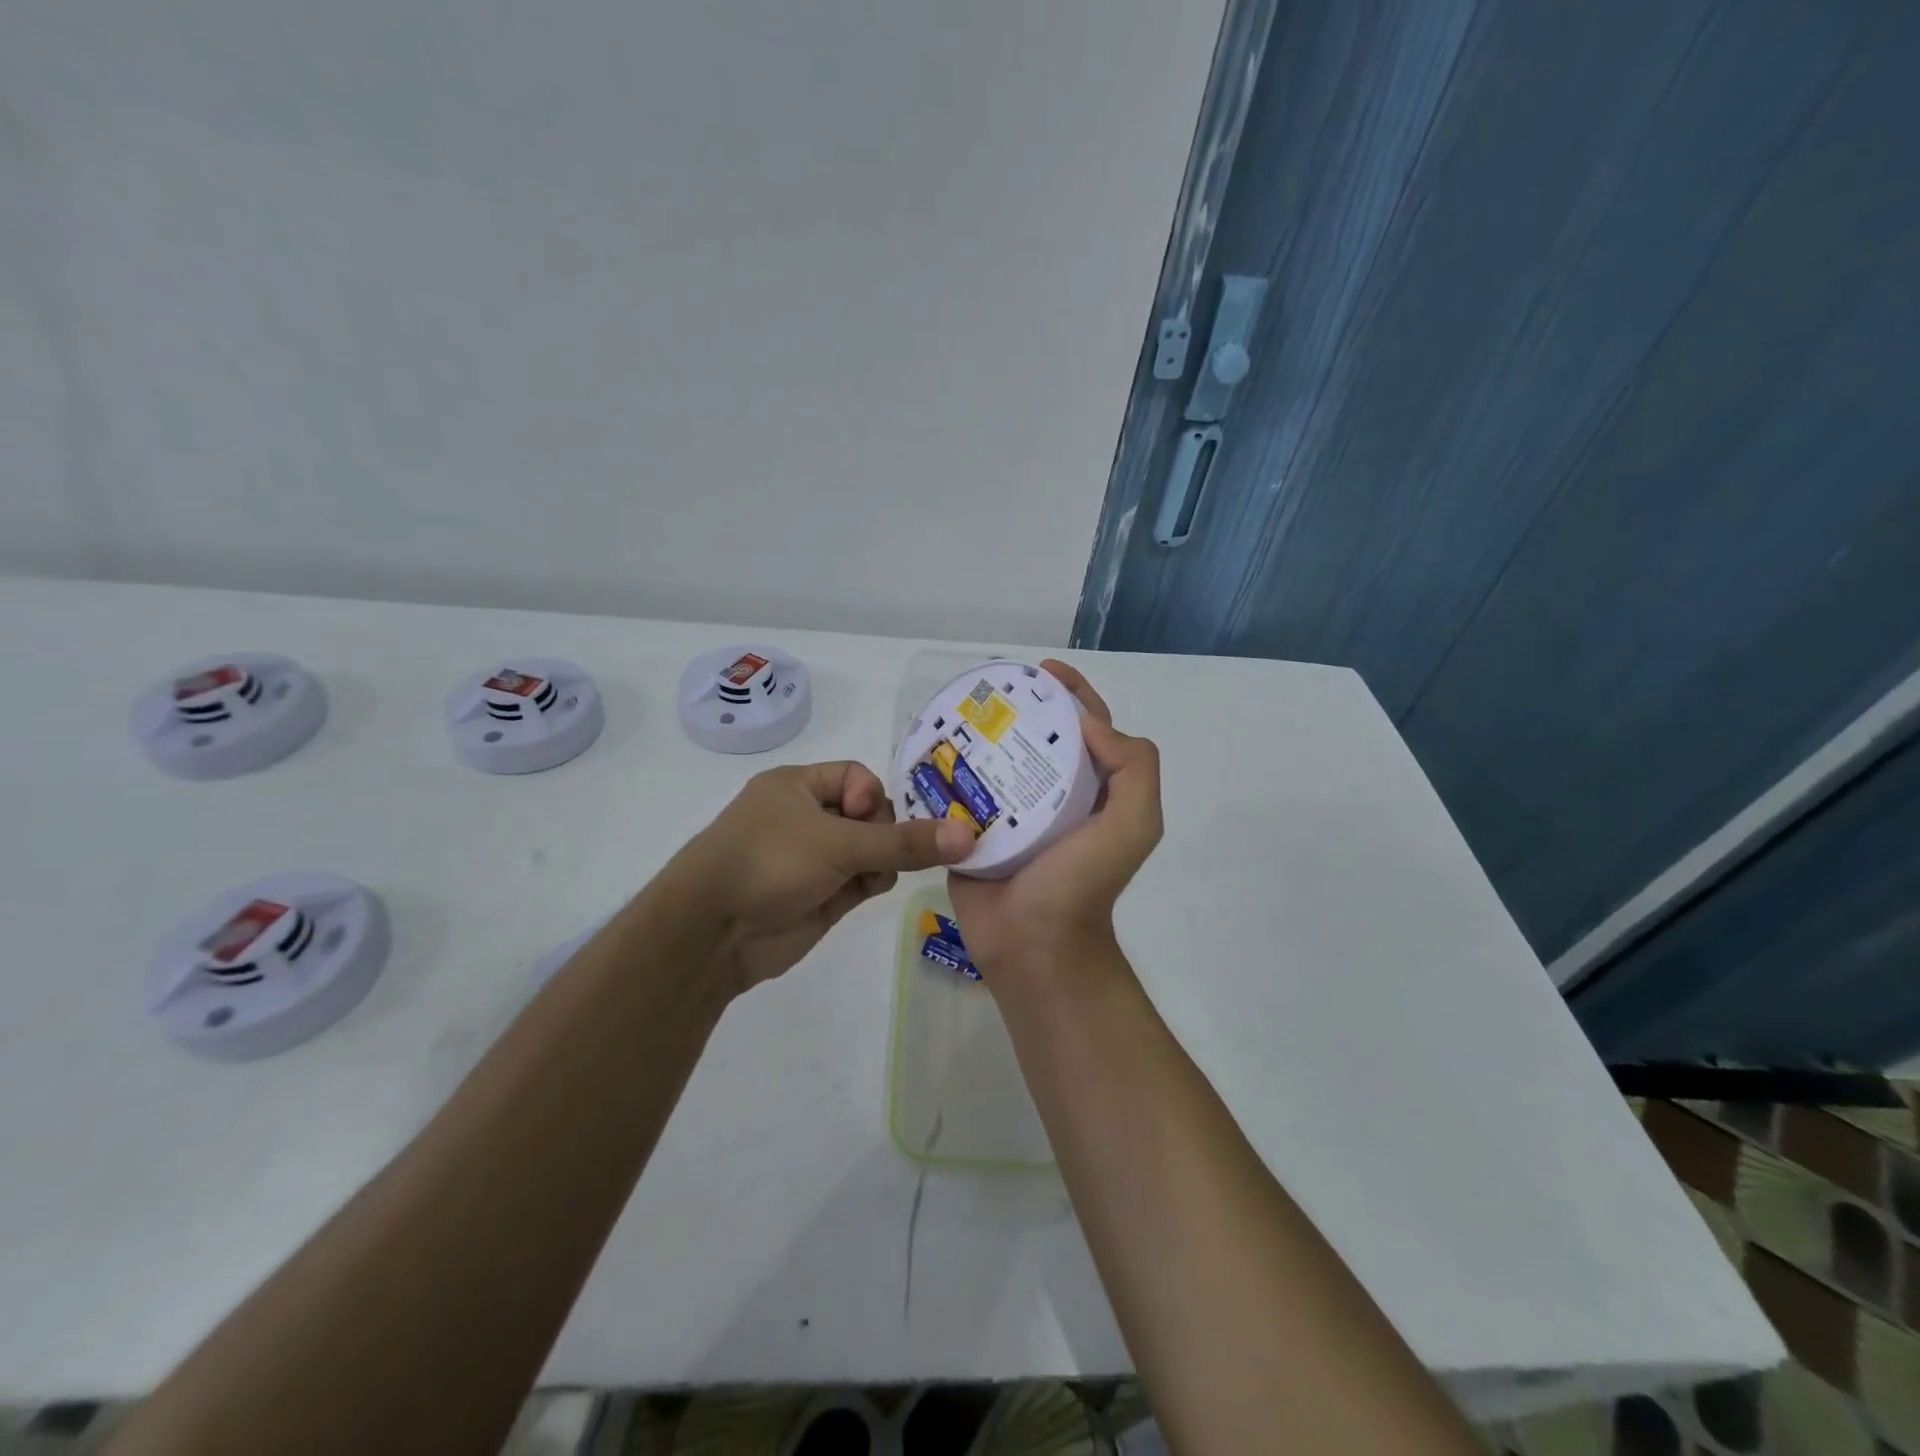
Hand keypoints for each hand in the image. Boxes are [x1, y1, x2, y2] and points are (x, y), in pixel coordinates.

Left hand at [676, 760, 975, 994]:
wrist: (712, 934)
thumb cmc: (768, 863)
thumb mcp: (838, 843)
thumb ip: (904, 841)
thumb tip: (967, 834)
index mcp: (797, 786)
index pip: (856, 777)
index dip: (873, 796)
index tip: (872, 821)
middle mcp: (806, 818)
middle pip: (870, 815)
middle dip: (885, 832)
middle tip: (886, 851)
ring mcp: (814, 859)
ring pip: (870, 850)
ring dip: (883, 859)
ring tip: (877, 874)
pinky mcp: (821, 896)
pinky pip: (862, 879)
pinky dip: (873, 881)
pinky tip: (869, 890)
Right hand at [947, 660, 1161, 984]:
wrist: (1033, 946)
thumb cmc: (1082, 884)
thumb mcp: (1134, 825)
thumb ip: (1134, 768)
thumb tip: (1089, 725)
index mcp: (1091, 791)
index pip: (1087, 728)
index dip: (1072, 694)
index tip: (1044, 671)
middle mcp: (1053, 797)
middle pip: (1037, 739)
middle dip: (1018, 709)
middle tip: (988, 690)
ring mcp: (1010, 815)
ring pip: (995, 762)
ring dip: (979, 736)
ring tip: (954, 711)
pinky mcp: (972, 832)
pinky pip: (960, 793)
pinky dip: (949, 770)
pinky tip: (929, 748)